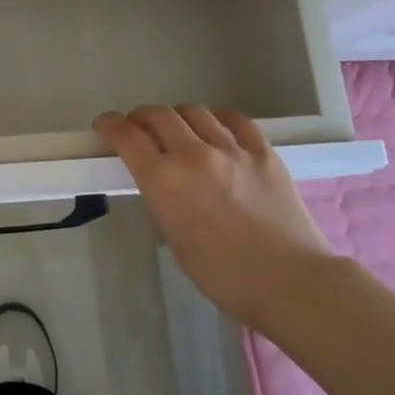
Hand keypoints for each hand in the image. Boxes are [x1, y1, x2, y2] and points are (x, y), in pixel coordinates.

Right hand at [94, 105, 333, 332]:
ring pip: (195, 111)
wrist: (290, 282)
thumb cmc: (223, 275)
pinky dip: (217, 117)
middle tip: (139, 127)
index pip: (126, 136)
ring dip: (178, 116)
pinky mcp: (264, 152)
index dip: (110, 124)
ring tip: (178, 127)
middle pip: (159, 115)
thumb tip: (162, 182)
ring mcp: (231, 149)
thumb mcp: (174, 238)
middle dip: (142, 117)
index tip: (105, 125)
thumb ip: (163, 199)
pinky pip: (235, 120)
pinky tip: (216, 124)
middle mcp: (193, 154)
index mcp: (163, 180)